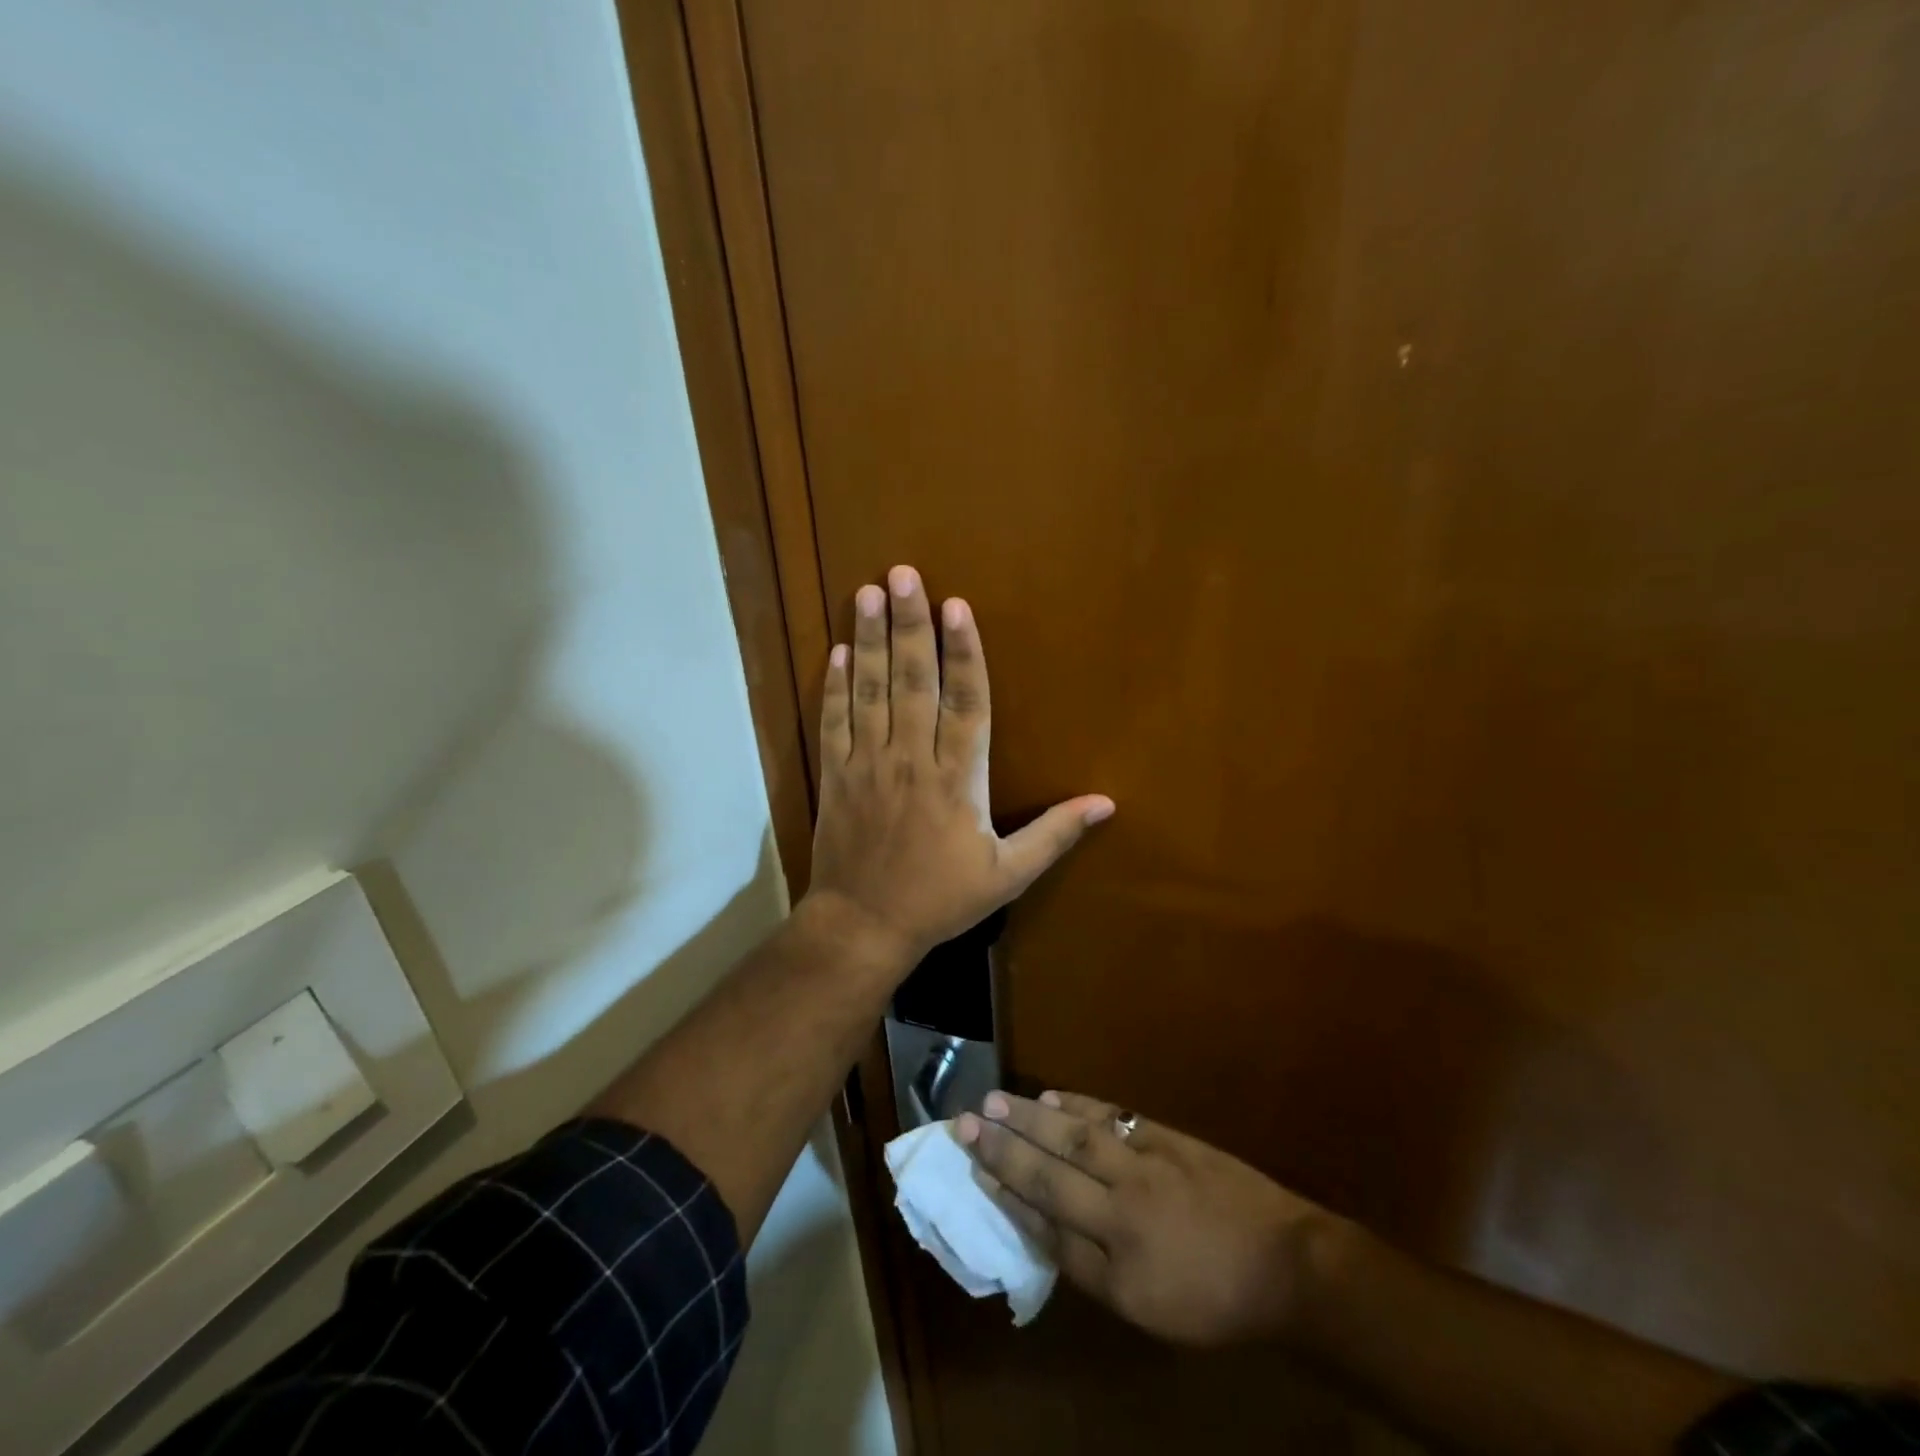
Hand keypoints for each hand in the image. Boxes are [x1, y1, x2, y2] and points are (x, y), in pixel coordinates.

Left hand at [804, 565, 1113, 966]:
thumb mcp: (1007, 875)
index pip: (966, 701)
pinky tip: (839, 650)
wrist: (864, 925)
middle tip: (904, 573)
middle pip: (914, 681)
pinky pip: (834, 721)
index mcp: (958, 779)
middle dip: (911, 624)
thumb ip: (1055, 834)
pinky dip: (835, 685)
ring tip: (870, 592)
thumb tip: (1107, 803)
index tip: (958, 605)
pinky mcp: (836, 775)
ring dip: (871, 639)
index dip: (964, 651)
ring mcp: (868, 764)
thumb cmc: (941, 899)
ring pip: (871, 691)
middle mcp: (912, 759)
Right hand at [958, 1090, 1341, 1345]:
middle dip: (1004, 1148)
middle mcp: (1123, 1210)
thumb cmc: (1215, 1300)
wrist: (1288, 1266)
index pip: (1046, 1224)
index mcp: (1118, 1266)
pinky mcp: (1167, 1138)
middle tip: (966, 1121)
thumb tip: (1046, 1225)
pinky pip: (1112, 1118)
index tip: (973, 1170)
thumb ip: (1093, 1268)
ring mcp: (1147, 1166)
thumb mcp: (1150, 1310)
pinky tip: (1052, 1098)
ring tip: (995, 1102)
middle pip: (1051, 1172)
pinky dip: (1077, 1106)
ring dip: (1031, 1118)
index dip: (1006, 1193)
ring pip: (1076, 1137)